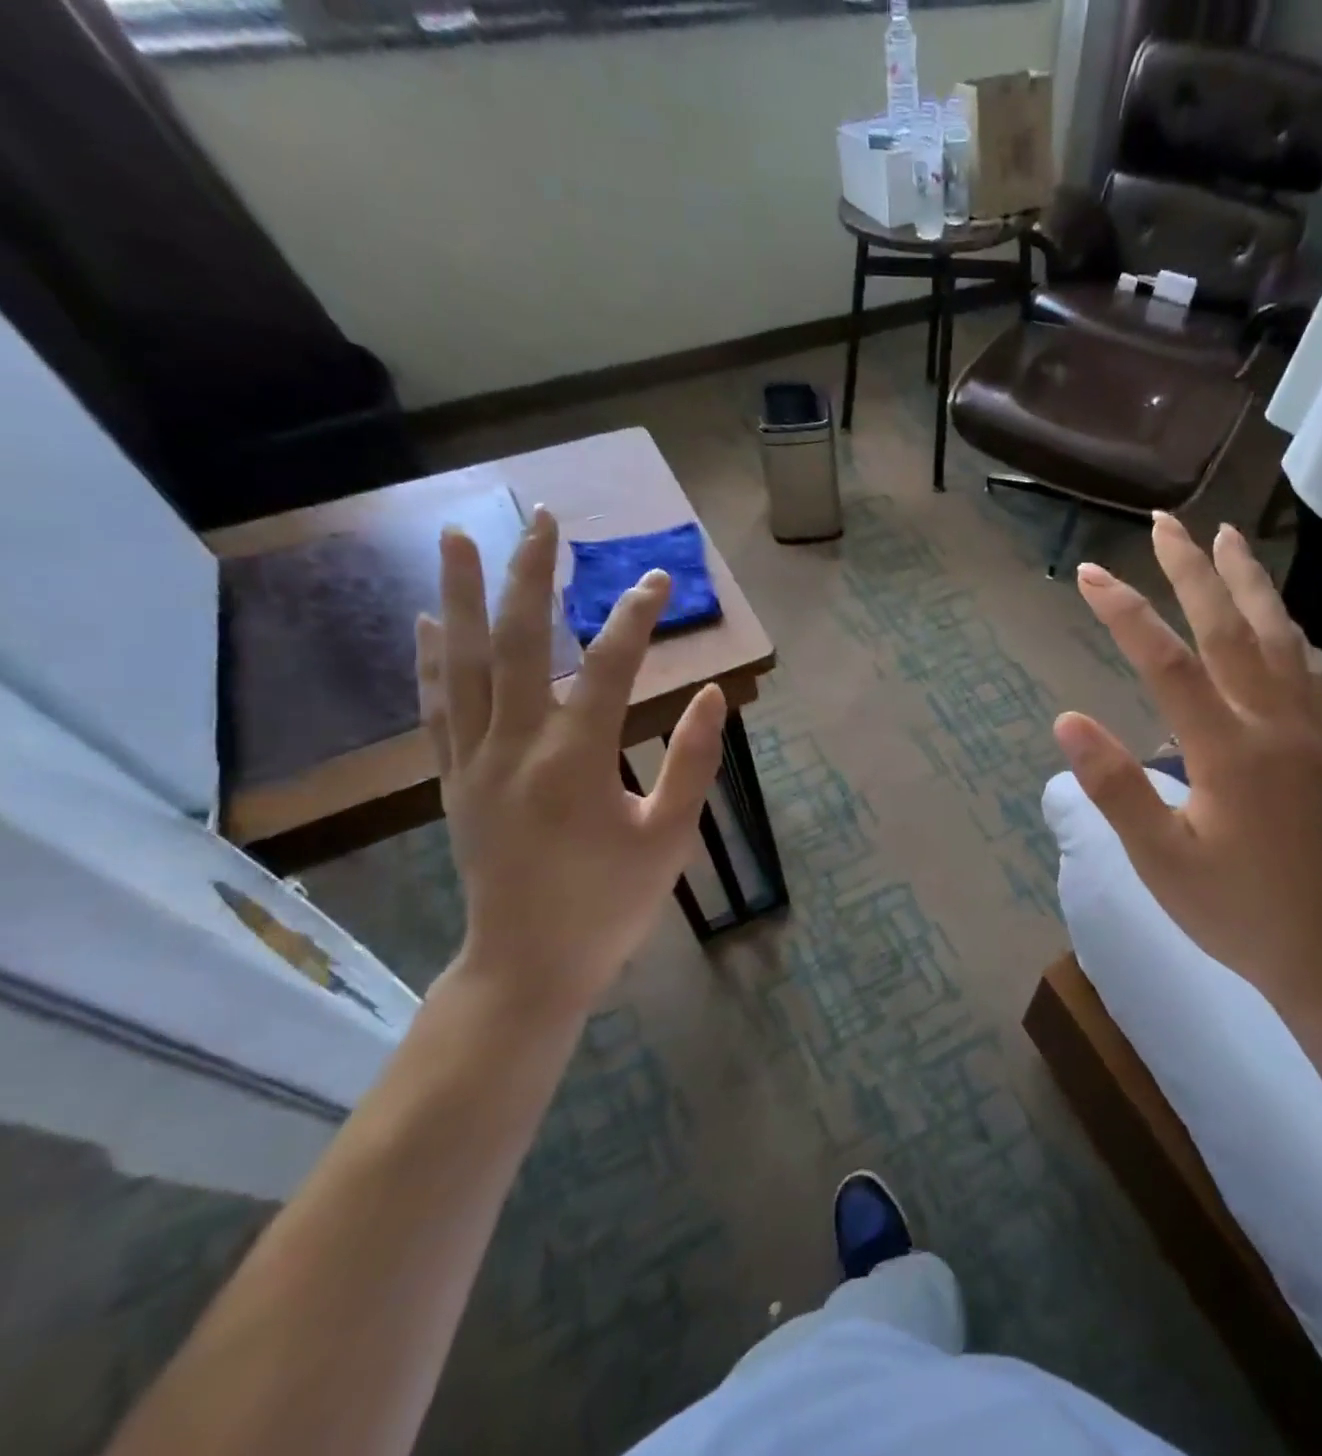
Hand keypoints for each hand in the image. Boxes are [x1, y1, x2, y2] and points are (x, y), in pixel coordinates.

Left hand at [415, 508, 724, 1014]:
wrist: (529, 966)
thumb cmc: (611, 904)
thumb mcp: (670, 837)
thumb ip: (691, 762)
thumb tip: (710, 695)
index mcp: (574, 761)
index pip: (606, 667)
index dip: (635, 618)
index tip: (658, 580)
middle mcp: (514, 747)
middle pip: (516, 642)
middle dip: (530, 575)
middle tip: (541, 520)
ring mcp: (474, 762)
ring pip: (461, 663)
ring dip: (459, 596)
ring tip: (456, 536)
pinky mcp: (454, 781)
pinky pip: (437, 707)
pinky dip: (430, 659)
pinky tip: (425, 621)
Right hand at [1053, 514, 1321, 984]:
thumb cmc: (1232, 908)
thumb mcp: (1159, 859)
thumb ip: (1116, 787)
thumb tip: (1069, 719)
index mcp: (1229, 752)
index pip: (1169, 664)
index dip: (1127, 614)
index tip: (1090, 575)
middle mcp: (1274, 724)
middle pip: (1229, 629)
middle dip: (1192, 571)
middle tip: (1164, 523)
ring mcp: (1307, 728)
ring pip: (1278, 636)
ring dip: (1248, 581)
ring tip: (1226, 536)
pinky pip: (1303, 664)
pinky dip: (1281, 624)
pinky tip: (1271, 611)